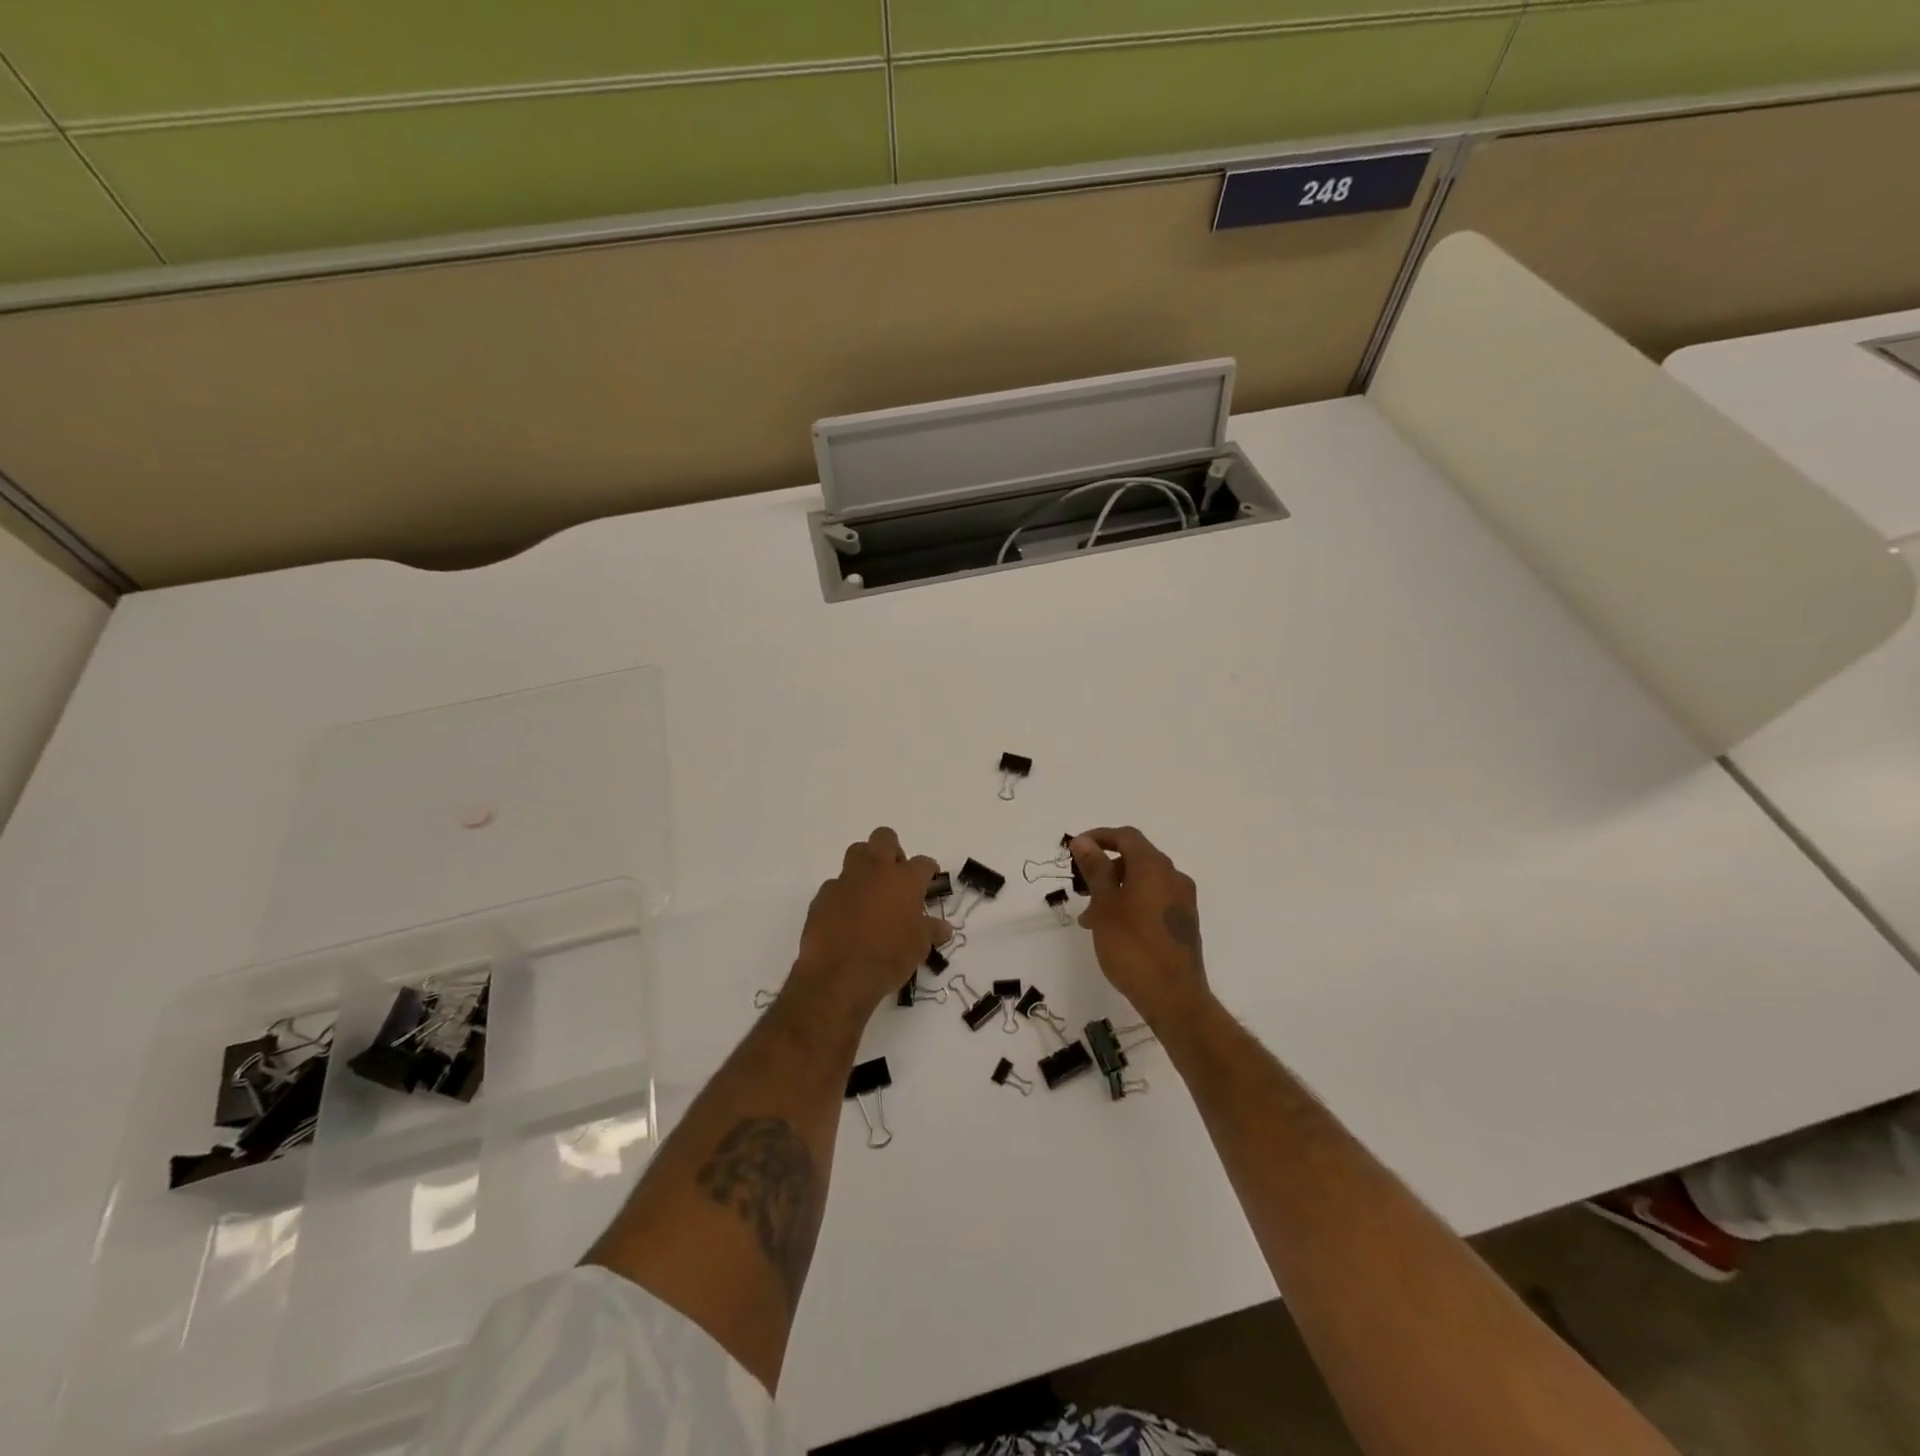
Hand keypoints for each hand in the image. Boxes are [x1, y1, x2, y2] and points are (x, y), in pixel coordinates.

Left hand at [792, 827, 949, 1013]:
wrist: (839, 975)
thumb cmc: (889, 958)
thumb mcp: (919, 947)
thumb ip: (931, 931)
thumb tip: (944, 927)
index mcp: (905, 879)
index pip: (923, 863)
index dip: (928, 870)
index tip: (929, 880)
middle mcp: (876, 870)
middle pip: (884, 838)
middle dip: (892, 850)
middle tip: (896, 874)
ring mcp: (846, 880)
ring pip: (856, 852)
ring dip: (865, 864)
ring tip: (871, 889)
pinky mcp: (823, 895)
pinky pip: (836, 884)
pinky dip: (844, 893)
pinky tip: (846, 914)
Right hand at [1070, 827, 1209, 1026]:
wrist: (1174, 997)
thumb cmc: (1132, 946)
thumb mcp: (1105, 906)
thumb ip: (1096, 869)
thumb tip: (1083, 841)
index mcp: (1154, 867)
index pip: (1126, 836)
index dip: (1099, 837)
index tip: (1075, 850)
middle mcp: (1173, 877)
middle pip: (1136, 858)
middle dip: (1106, 869)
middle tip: (1082, 890)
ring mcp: (1183, 900)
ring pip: (1144, 882)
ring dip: (1116, 890)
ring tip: (1092, 919)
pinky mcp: (1184, 922)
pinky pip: (1154, 900)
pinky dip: (1132, 904)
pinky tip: (1114, 930)